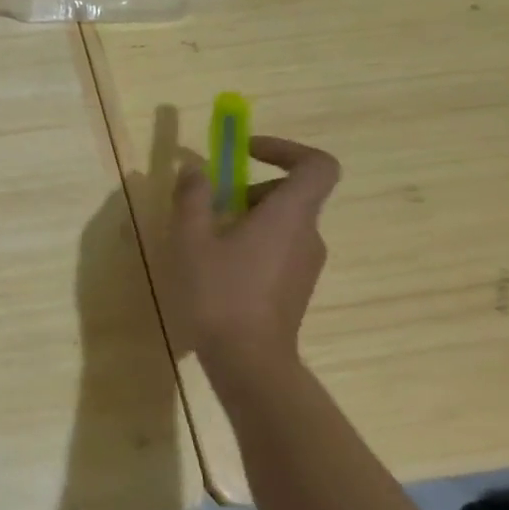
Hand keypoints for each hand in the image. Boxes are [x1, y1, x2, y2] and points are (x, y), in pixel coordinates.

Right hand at [165, 136, 340, 369]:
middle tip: (208, 204)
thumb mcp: (191, 238)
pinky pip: (278, 249)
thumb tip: (195, 170)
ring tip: (204, 239)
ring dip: (246, 218)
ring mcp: (306, 264)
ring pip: (281, 223)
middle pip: (291, 194)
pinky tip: (217, 268)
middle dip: (248, 188)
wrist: (248, 360)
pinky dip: (251, 243)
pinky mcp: (296, 288)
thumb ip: (193, 197)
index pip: (317, 165)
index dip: (286, 149)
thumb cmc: (219, 292)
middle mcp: (308, 235)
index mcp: (290, 215)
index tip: (246, 152)